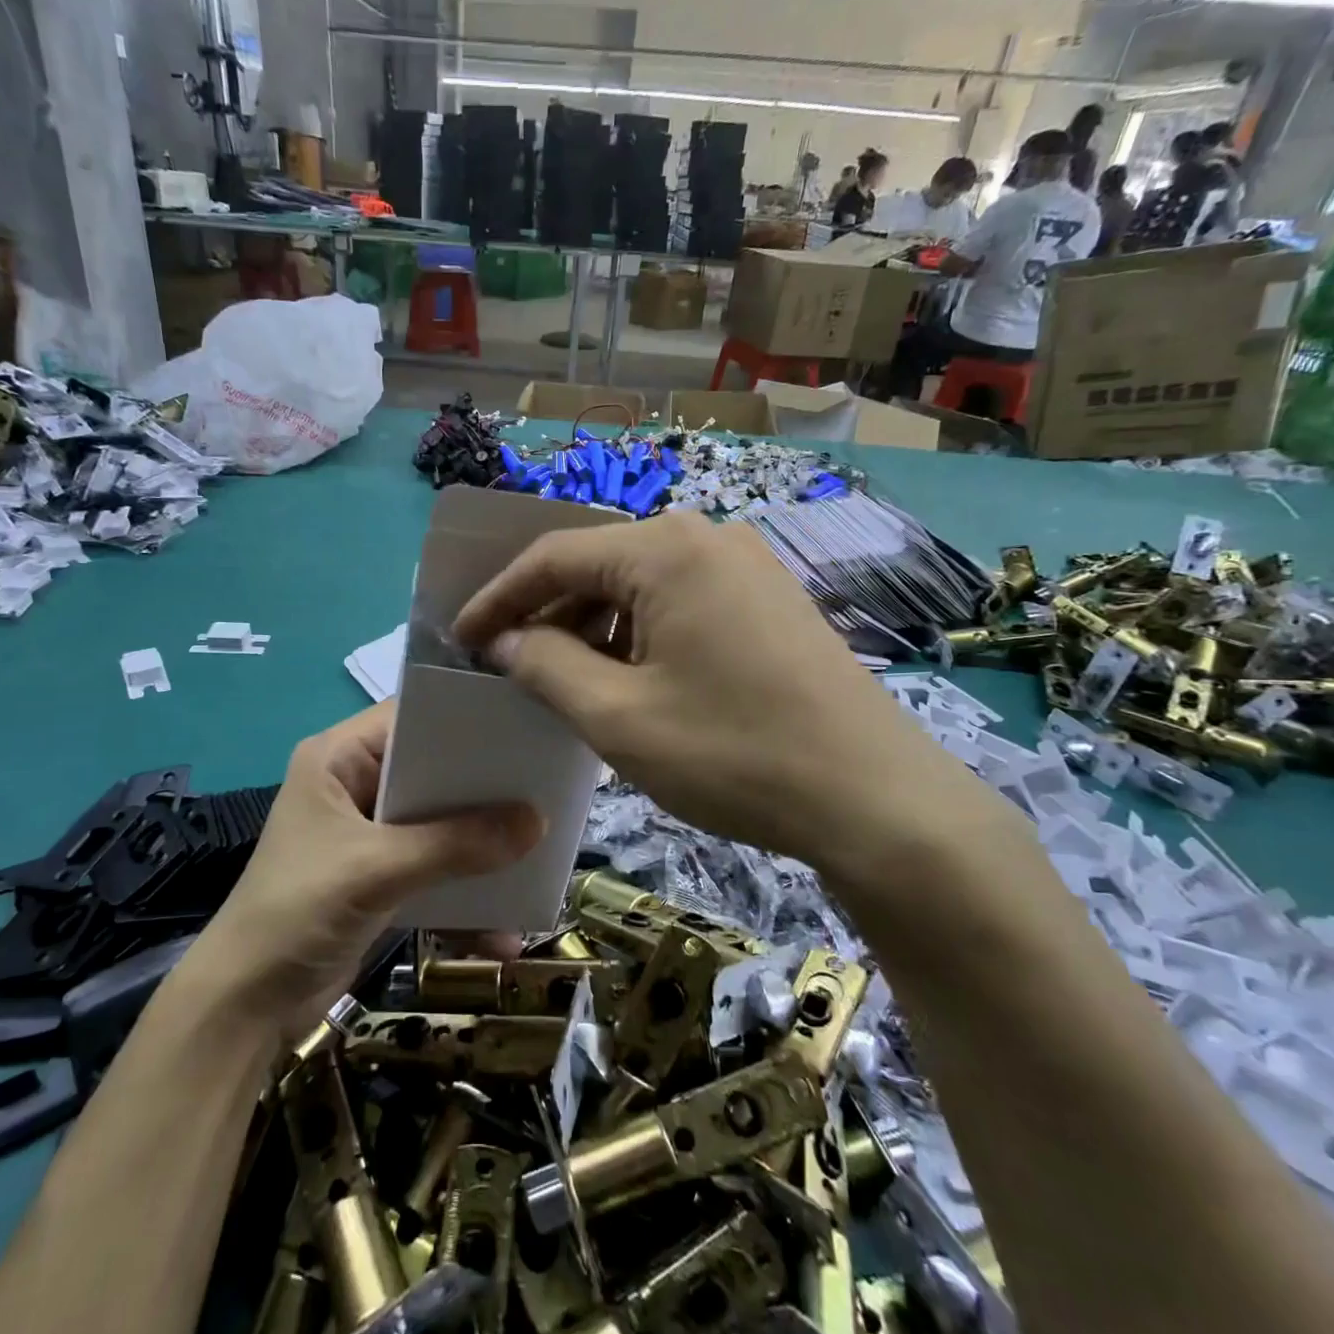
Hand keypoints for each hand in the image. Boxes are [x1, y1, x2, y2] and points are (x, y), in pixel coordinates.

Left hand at [191, 702, 544, 1036]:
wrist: (244, 1008)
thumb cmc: (297, 911)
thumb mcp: (376, 869)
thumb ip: (455, 844)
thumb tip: (538, 822)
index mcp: (339, 758)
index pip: (410, 717)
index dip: (463, 720)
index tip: (522, 726)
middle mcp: (356, 786)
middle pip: (433, 772)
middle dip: (485, 789)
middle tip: (546, 787)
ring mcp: (370, 835)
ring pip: (440, 824)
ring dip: (481, 846)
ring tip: (538, 853)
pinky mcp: (381, 878)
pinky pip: (435, 871)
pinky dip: (464, 896)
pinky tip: (503, 930)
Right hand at [453, 514, 1027, 898]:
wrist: (874, 798)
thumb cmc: (732, 753)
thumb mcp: (616, 716)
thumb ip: (543, 664)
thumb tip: (501, 637)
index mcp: (664, 548)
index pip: (553, 556)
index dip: (497, 597)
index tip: (459, 637)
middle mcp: (706, 536)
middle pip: (598, 564)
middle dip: (546, 613)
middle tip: (506, 662)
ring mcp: (745, 564)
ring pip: (639, 584)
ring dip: (592, 626)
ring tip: (562, 678)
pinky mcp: (768, 598)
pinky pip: (680, 601)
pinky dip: (638, 633)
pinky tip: (627, 678)